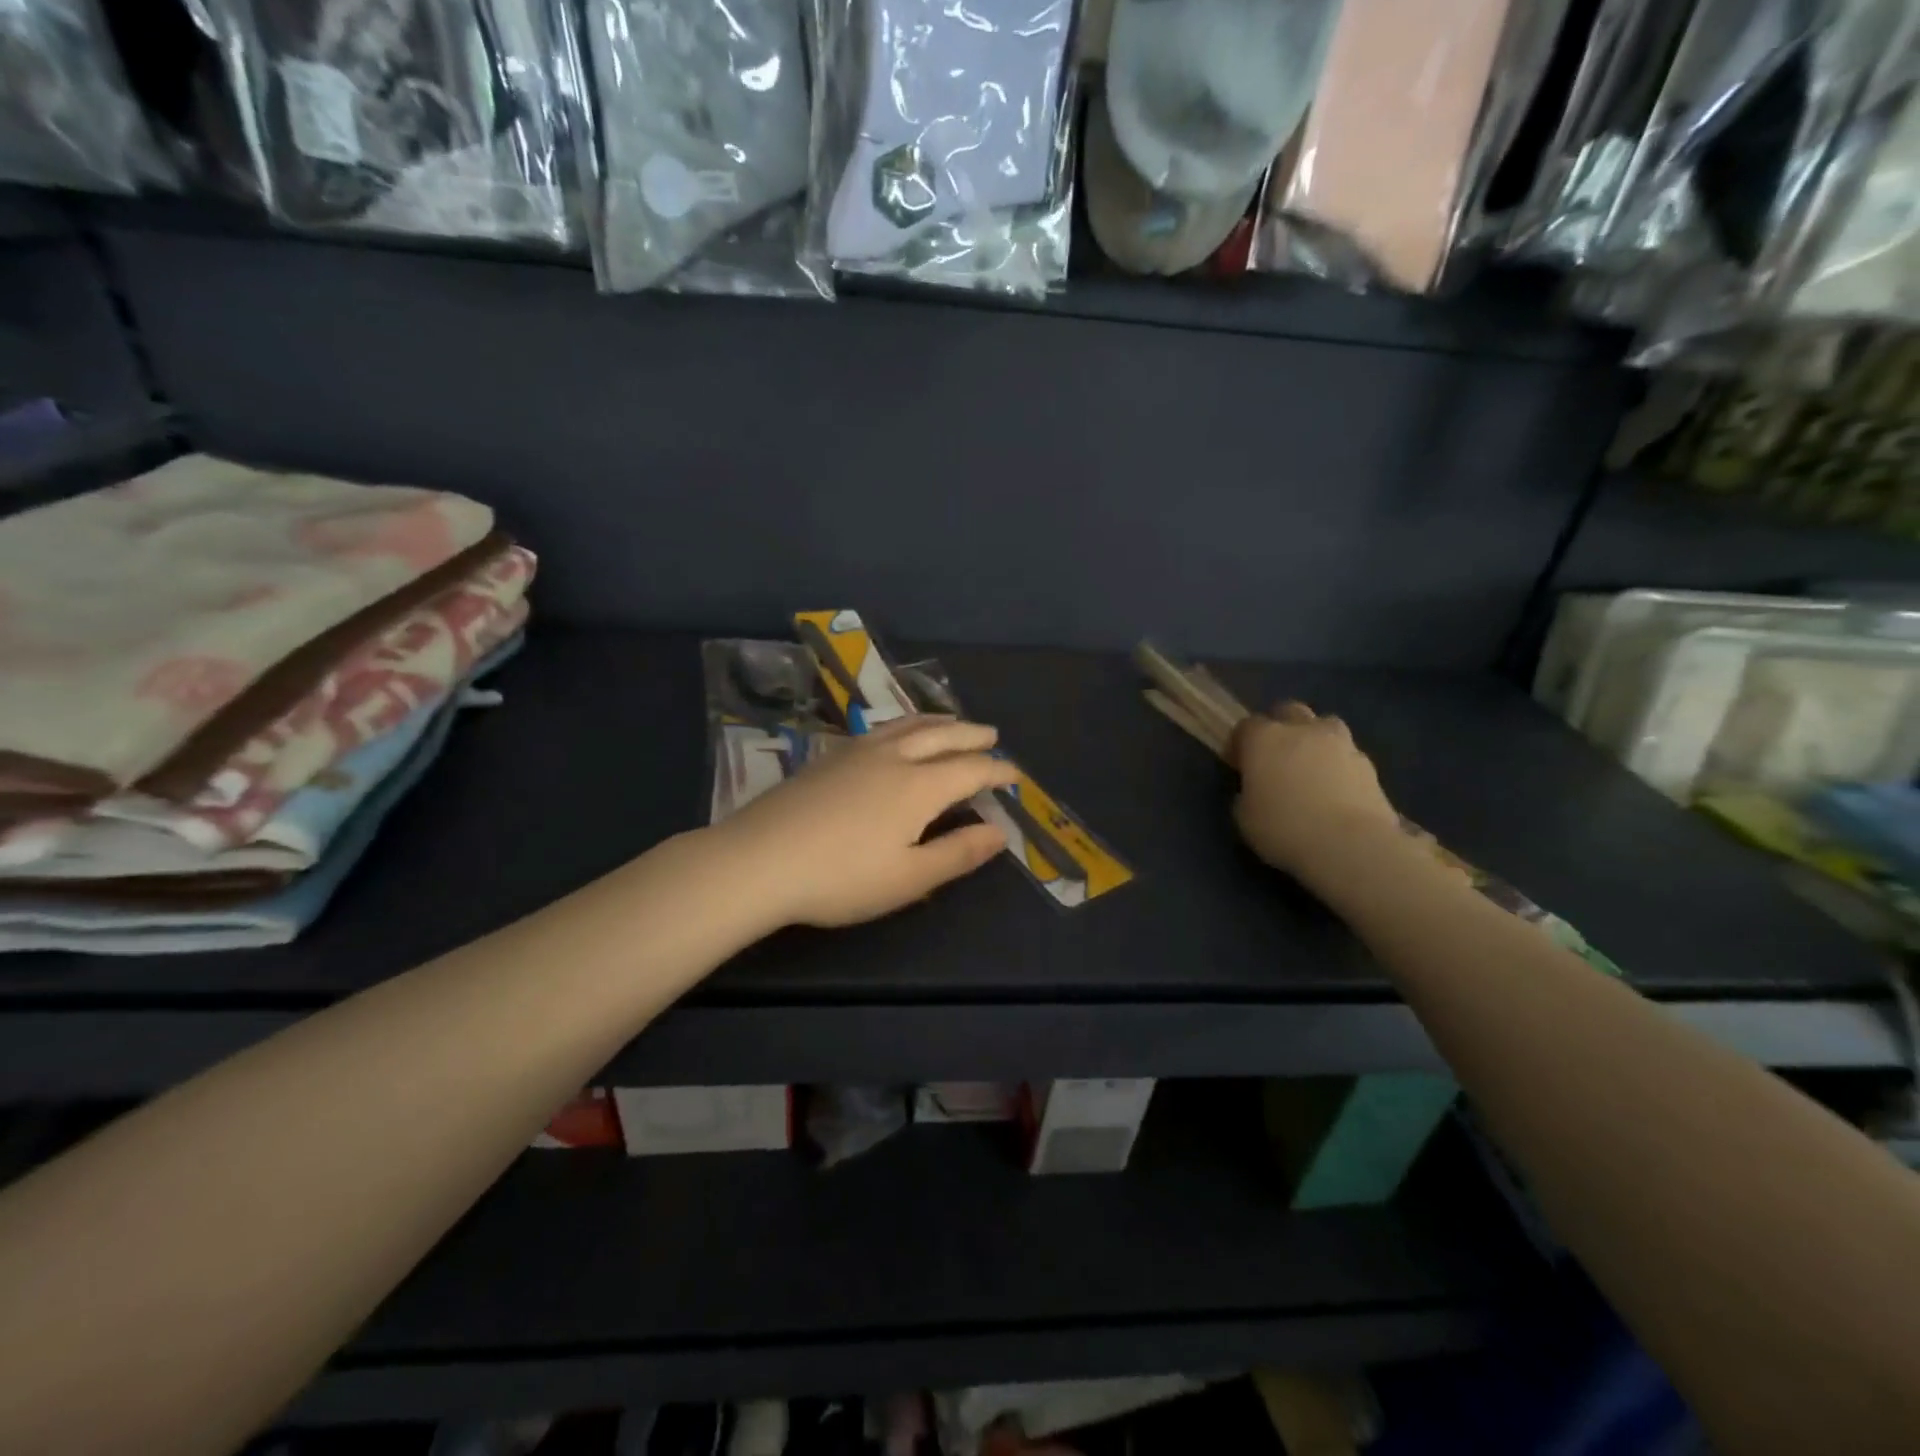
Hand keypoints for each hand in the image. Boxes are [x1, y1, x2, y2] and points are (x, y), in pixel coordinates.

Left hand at [715, 716, 1019, 928]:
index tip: (1015, 774)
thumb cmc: (841, 878)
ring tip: (952, 721)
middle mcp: (893, 757)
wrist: (758, 860)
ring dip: (938, 721)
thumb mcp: (909, 878)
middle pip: (942, 735)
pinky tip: (896, 735)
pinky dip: (905, 725)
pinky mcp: (828, 757)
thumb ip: (958, 853)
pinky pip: (882, 728)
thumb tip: (1000, 833)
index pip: (970, 769)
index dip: (997, 771)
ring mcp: (857, 752)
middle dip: (971, 735)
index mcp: (919, 786)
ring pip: (908, 725)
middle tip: (991, 734)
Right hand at [1229, 701, 1399, 878]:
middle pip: (1289, 712)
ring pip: (1325, 726)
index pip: (1246, 726)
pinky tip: (1336, 791)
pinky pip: (1347, 755)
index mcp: (1264, 738)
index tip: (1238, 765)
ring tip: (1312, 769)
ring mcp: (1340, 744)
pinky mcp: (1369, 765)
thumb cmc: (1284, 828)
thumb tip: (1255, 790)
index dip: (1240, 744)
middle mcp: (1302, 730)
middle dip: (1281, 727)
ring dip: (1316, 740)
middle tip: (1277, 757)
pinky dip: (1339, 766)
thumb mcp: (1244, 818)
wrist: (1350, 845)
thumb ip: (1246, 794)